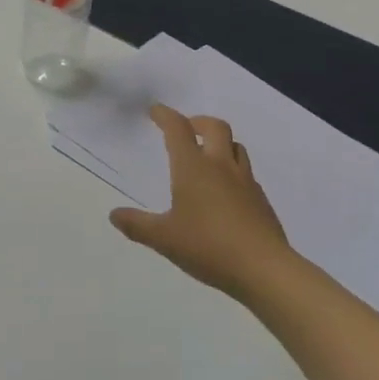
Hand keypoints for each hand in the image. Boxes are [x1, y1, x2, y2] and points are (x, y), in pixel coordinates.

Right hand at [110, 105, 295, 303]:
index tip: (155, 111)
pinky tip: (226, 191)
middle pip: (214, 127)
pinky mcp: (261, 200)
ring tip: (208, 156)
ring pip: (235, 146)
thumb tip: (114, 215)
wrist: (264, 268)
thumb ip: (137, 225)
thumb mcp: (164, 238)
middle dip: (197, 122)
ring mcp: (245, 181)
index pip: (178, 129)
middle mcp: (220, 166)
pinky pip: (246, 173)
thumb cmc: (208, 246)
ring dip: (220, 142)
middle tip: (186, 129)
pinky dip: (233, 170)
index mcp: (193, 168)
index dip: (165, 115)